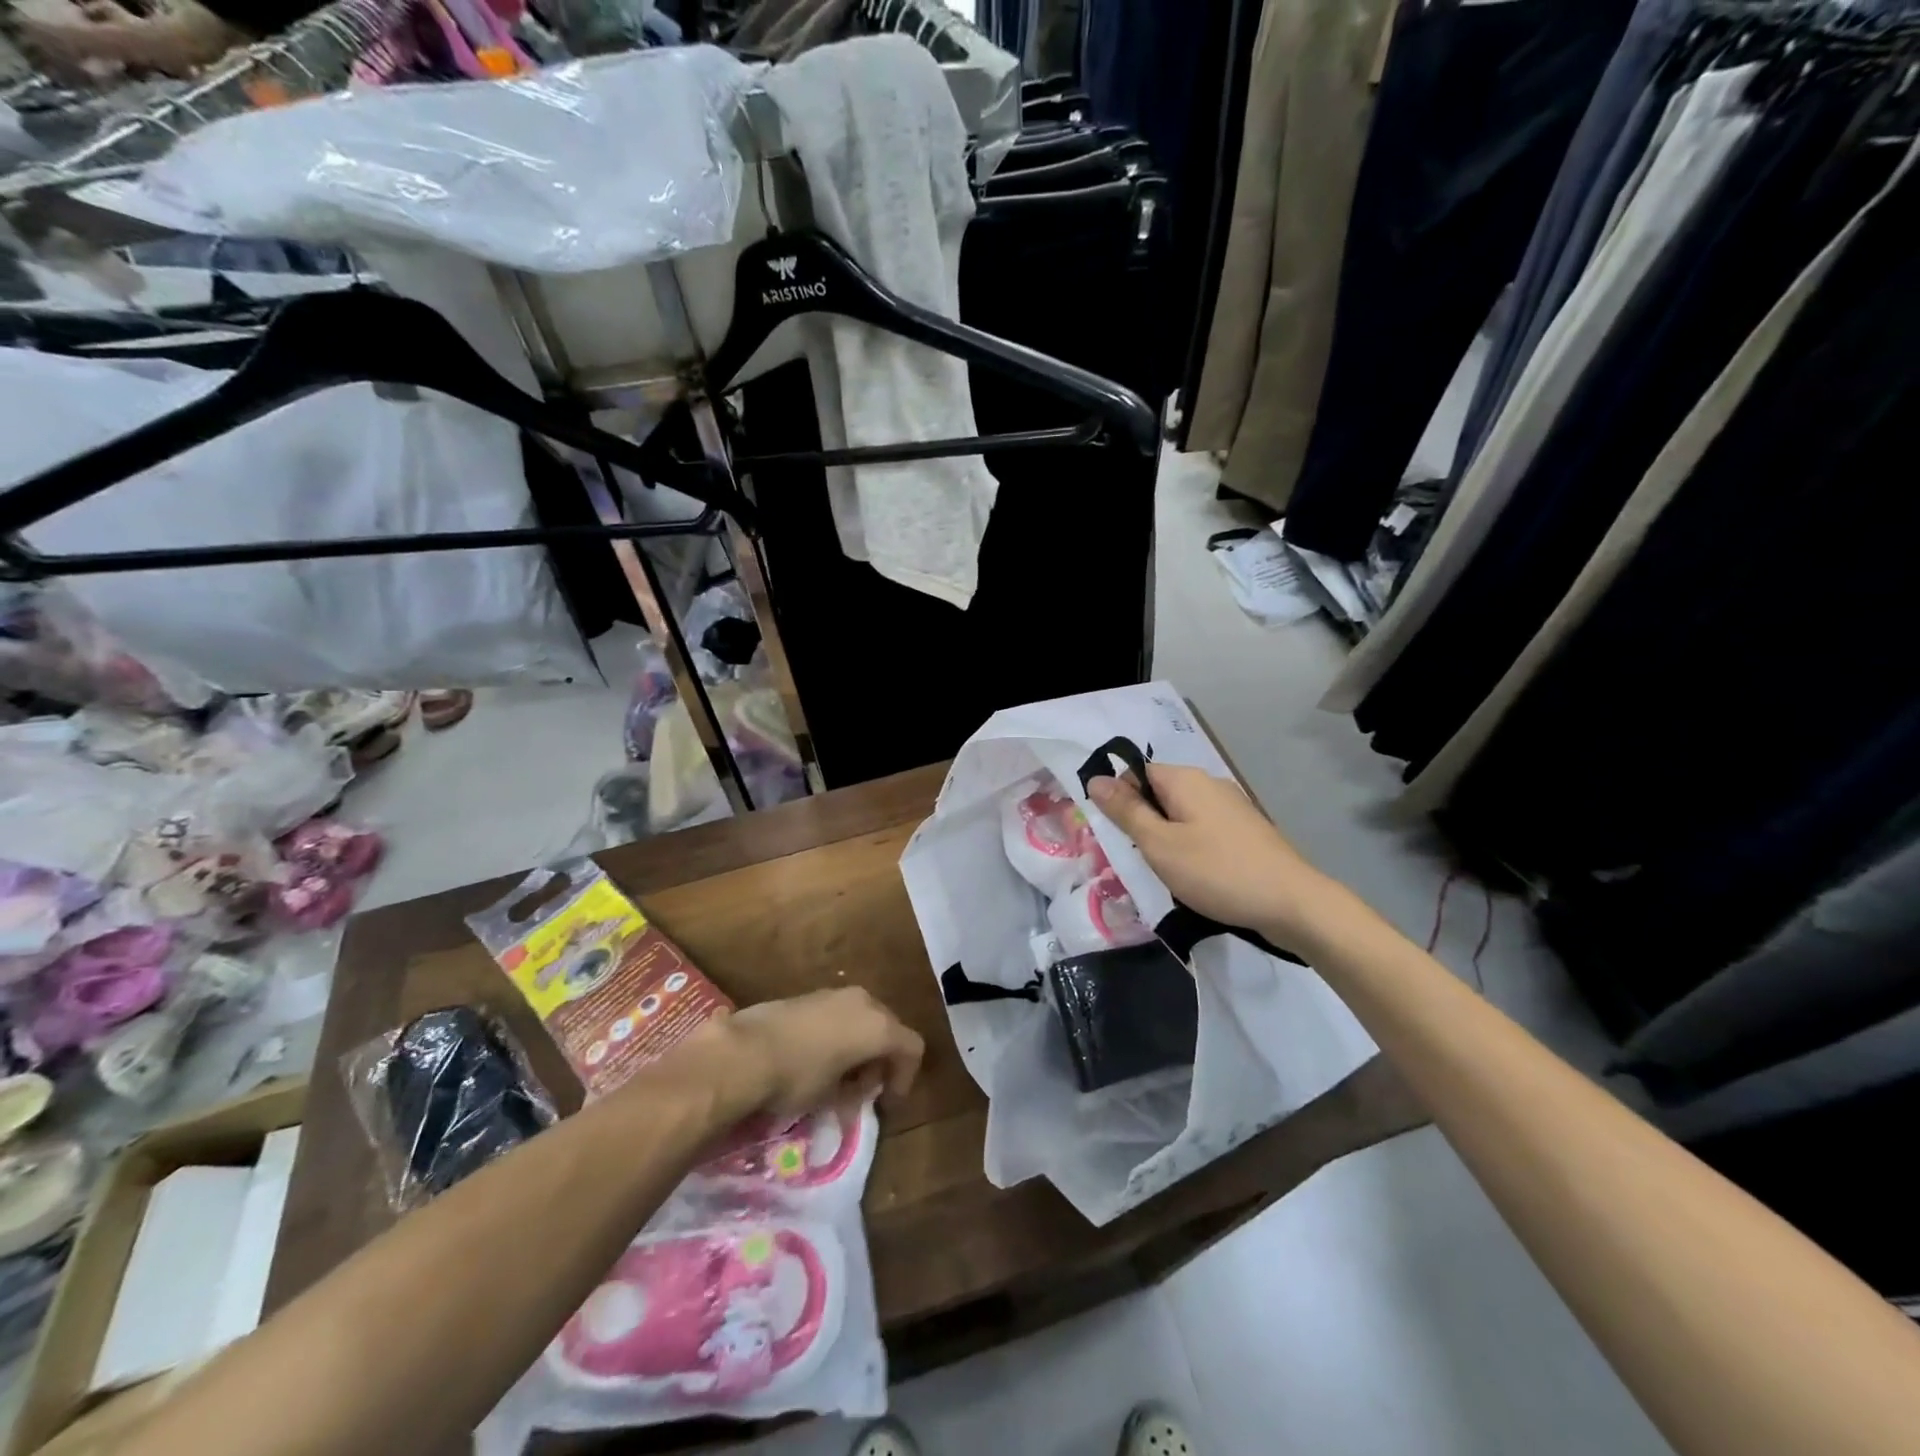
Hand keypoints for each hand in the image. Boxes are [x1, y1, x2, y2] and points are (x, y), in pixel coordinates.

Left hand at [681, 988, 924, 1121]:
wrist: (744, 1050)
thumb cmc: (798, 1076)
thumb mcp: (832, 1095)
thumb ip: (853, 1091)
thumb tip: (851, 1097)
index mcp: (878, 1025)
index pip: (911, 1048)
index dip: (905, 1078)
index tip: (887, 1104)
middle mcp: (863, 1001)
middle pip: (888, 1030)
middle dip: (881, 1062)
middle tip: (863, 1093)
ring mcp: (835, 994)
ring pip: (862, 1020)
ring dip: (859, 1049)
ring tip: (837, 1081)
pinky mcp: (810, 995)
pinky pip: (838, 1015)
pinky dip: (839, 1037)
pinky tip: (816, 1061)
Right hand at [1088, 763, 1335, 950]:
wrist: (1293, 904)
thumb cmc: (1217, 871)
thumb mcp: (1159, 844)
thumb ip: (1126, 811)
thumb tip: (1096, 778)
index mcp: (1185, 779)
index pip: (1136, 773)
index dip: (1119, 800)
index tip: (1115, 835)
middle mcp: (1209, 784)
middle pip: (1159, 794)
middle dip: (1143, 823)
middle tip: (1137, 859)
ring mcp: (1232, 807)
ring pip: (1181, 816)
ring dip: (1167, 840)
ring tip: (1165, 873)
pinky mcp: (1246, 832)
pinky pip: (1204, 831)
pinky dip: (1192, 850)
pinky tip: (1195, 878)